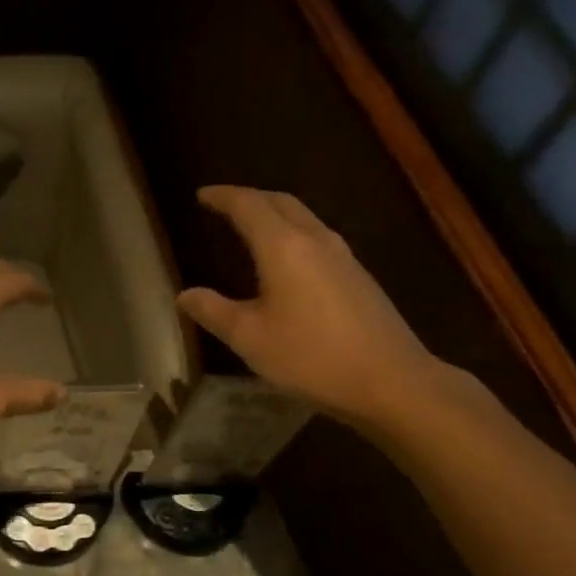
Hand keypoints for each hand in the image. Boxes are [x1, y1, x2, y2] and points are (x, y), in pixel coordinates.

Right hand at [177, 186, 447, 429]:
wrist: (390, 380)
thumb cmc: (311, 356)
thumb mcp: (250, 338)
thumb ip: (214, 312)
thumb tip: (185, 296)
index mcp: (284, 247)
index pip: (249, 206)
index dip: (223, 197)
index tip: (202, 195)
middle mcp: (316, 240)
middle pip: (281, 202)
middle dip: (251, 198)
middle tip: (225, 205)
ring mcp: (343, 257)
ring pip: (304, 218)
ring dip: (275, 214)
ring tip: (252, 227)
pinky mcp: (358, 277)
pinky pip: (318, 238)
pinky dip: (293, 234)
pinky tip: (287, 260)